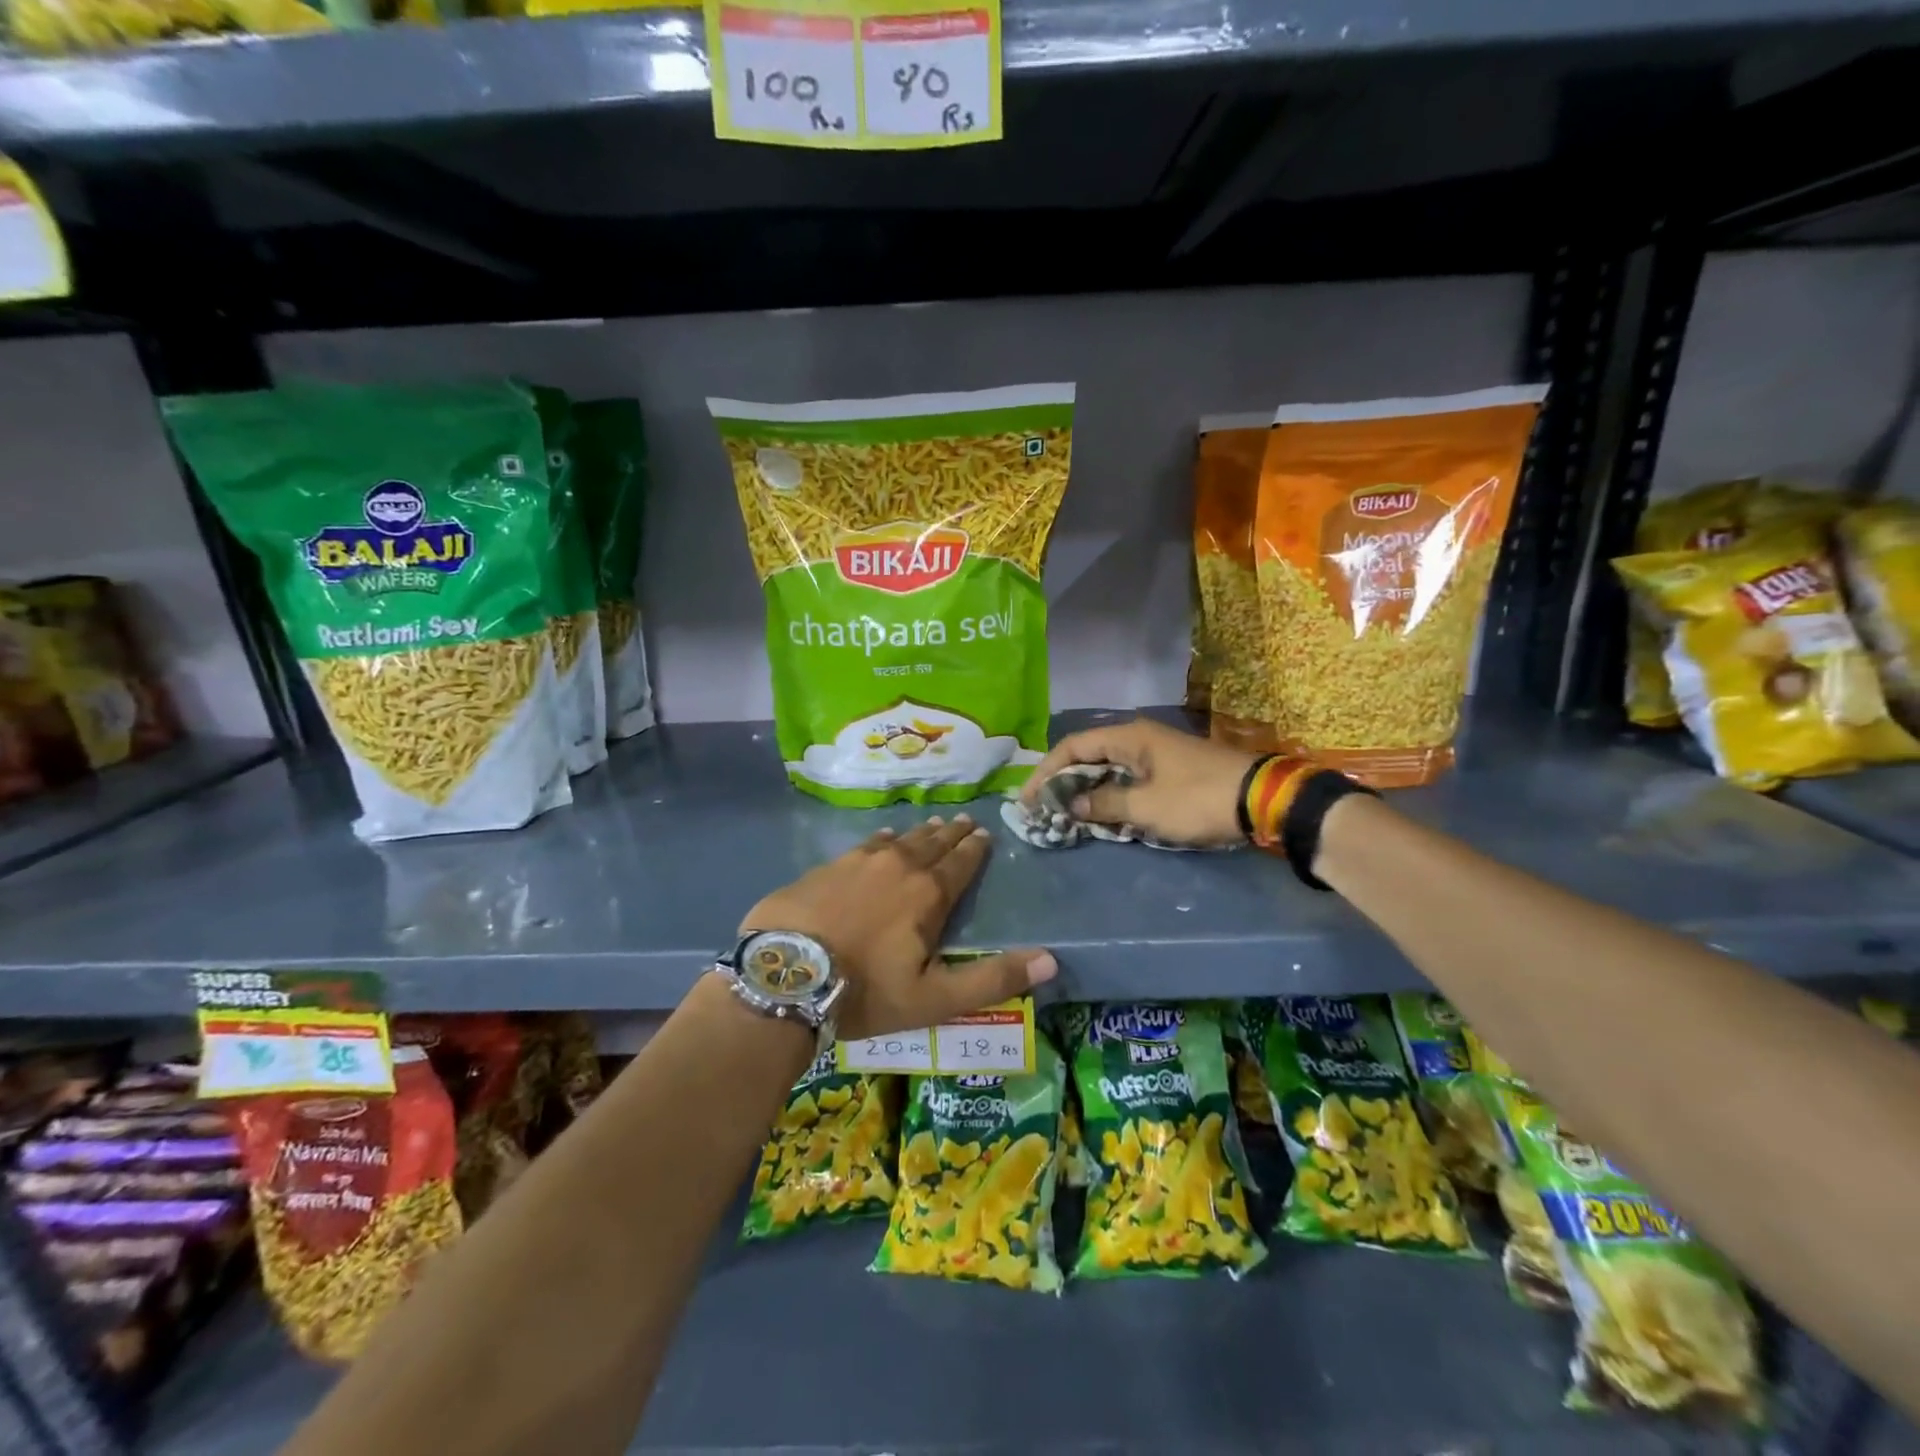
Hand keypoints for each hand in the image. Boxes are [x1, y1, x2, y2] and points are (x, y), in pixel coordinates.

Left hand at [740, 814, 1055, 1041]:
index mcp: (927, 894)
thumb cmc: (866, 992)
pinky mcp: (825, 868)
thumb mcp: (935, 998)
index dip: (974, 850)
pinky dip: (879, 840)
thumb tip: (1050, 960)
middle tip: (965, 820)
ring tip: (932, 825)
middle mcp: (897, 867)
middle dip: (951, 834)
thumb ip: (993, 979)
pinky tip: (881, 836)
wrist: (785, 977)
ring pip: (898, 840)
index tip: (984, 834)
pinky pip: (863, 845)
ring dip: (919, 833)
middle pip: (931, 844)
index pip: (960, 864)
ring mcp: (857, 863)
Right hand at [1020, 717, 1255, 847]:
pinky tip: (1100, 816)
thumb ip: (1105, 804)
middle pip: (1088, 756)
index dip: (1046, 772)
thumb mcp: (1146, 807)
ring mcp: (1156, 754)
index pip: (1073, 747)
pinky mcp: (1169, 771)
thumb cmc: (1198, 798)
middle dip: (1062, 782)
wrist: (1262, 800)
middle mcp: (1138, 739)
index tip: (1028, 799)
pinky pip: (1127, 780)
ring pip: (1108, 769)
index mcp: (1129, 737)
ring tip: (1064, 815)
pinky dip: (1110, 796)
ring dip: (1086, 791)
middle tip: (1042, 809)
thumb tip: (1072, 805)